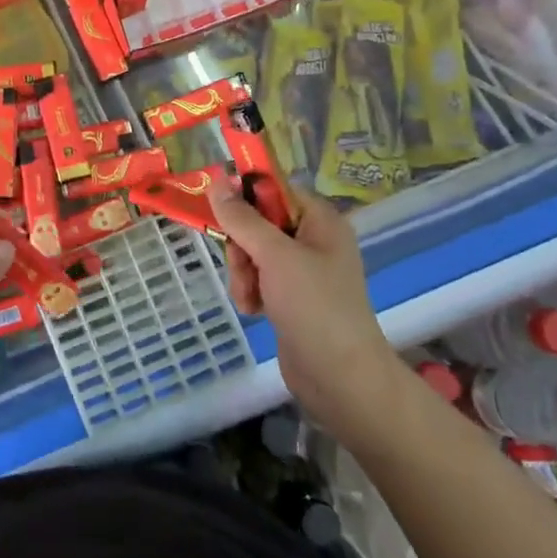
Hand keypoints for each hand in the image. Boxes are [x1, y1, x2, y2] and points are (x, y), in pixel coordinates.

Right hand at [207, 184, 405, 445]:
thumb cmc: (314, 307)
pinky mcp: (291, 296)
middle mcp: (313, 239)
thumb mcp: (275, 256)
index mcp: (320, 220)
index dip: (245, 197)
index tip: (220, 213)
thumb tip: (216, 180)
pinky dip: (250, 291)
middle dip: (241, 247)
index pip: (273, 189)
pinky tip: (254, 310)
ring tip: (250, 298)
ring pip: (252, 252)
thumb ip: (243, 218)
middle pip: (257, 222)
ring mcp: (302, 270)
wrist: (340, 377)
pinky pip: (258, 278)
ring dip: (242, 273)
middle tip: (243, 268)